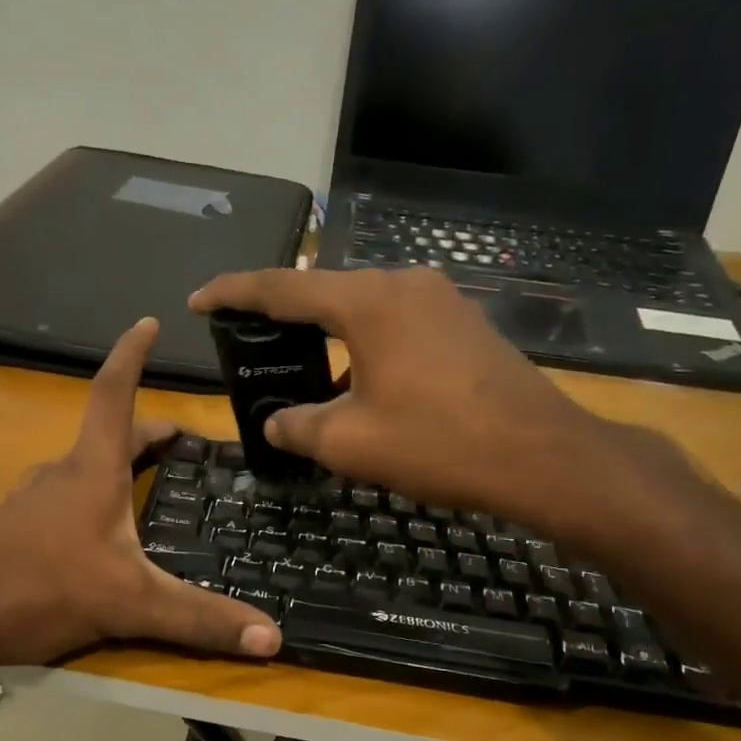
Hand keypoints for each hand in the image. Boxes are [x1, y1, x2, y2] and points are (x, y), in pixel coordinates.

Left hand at [0, 319, 282, 703]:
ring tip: (147, 483)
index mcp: (92, 470)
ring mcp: (32, 501)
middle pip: (108, 434)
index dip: (132, 355)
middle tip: (181, 441)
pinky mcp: (16, 529)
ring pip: (84, 468)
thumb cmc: (43, 590)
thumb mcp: (131, 605)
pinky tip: (102, 534)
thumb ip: (200, 620)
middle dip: (146, 431)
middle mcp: (61, 474)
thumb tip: (273, 638)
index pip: (114, 394)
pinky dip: (93, 497)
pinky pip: (64, 498)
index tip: (148, 322)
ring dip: (118, 465)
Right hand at [189, 267, 701, 550]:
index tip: (199, 300)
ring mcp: (441, 301)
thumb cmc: (438, 443)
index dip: (234, 293)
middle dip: (282, 313)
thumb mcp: (350, 443)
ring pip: (364, 309)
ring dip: (329, 335)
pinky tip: (358, 383)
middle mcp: (404, 285)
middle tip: (247, 335)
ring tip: (300, 367)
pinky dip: (365, 346)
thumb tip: (276, 423)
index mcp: (367, 301)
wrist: (542, 456)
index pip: (282, 288)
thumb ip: (298, 427)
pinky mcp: (465, 324)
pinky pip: (397, 325)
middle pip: (325, 292)